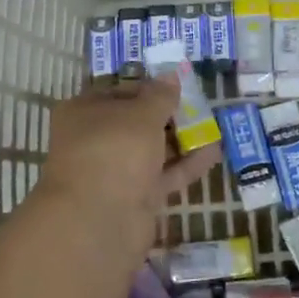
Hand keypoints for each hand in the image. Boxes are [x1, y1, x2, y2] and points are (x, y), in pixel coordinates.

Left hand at [33, 77, 221, 264]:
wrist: (99, 221)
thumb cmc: (115, 150)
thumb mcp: (142, 114)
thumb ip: (160, 95)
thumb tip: (170, 75)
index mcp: (84, 112)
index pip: (119, 91)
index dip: (148, 86)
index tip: (178, 85)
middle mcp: (94, 139)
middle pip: (135, 122)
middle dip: (168, 114)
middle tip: (200, 105)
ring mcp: (113, 171)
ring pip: (150, 150)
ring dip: (180, 139)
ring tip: (213, 125)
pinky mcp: (133, 197)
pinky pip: (162, 175)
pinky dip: (185, 164)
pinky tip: (214, 152)